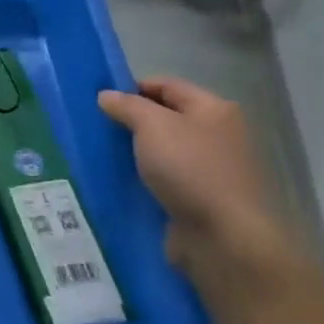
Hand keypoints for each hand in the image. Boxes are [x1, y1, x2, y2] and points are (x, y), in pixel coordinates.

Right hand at [98, 76, 304, 294]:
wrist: (225, 238)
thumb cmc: (191, 170)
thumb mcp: (152, 126)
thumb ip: (127, 106)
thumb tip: (107, 96)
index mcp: (214, 109)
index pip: (167, 85)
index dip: (133, 87)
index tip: (101, 100)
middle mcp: (218, 135)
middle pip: (166, 117)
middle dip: (132, 120)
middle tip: (98, 127)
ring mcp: (213, 168)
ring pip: (164, 150)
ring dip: (136, 151)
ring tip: (103, 153)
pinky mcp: (202, 198)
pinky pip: (166, 178)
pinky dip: (145, 177)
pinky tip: (121, 179)